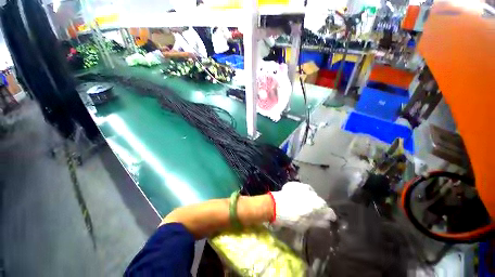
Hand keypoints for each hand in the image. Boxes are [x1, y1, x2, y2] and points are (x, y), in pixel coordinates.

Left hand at [271, 182, 335, 230]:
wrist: (276, 206)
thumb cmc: (291, 218)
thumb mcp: (306, 224)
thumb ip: (318, 222)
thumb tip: (326, 222)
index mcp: (317, 205)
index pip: (328, 210)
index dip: (329, 215)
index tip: (329, 218)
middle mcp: (313, 194)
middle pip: (319, 201)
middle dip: (318, 206)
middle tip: (314, 211)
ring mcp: (303, 187)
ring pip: (311, 193)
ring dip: (310, 198)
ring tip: (305, 203)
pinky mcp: (295, 184)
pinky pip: (302, 188)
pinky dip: (302, 193)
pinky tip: (297, 196)